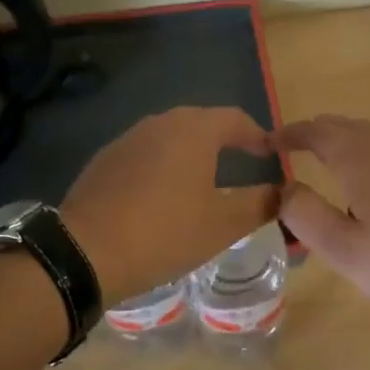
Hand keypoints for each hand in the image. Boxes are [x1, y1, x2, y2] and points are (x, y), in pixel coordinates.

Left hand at [62, 107, 280, 305]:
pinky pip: (144, 154)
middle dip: (223, 140)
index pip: (235, 119)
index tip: (269, 153)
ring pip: (169, 137)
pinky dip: (162, 166)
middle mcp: (159, 123)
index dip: (256, 135)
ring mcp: (127, 139)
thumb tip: (283, 192)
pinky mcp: (104, 160)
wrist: (86, 251)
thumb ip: (259, 204)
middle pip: (200, 123)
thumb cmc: (165, 232)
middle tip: (241, 162)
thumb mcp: (223, 225)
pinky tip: (162, 194)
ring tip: (203, 179)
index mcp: (193, 130)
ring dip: (191, 152)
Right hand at [274, 114, 369, 325]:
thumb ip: (306, 215)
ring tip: (321, 161)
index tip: (267, 144)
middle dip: (313, 133)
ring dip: (340, 139)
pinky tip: (366, 181)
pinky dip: (364, 150)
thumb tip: (282, 187)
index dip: (289, 134)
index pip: (317, 131)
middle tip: (290, 151)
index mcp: (362, 160)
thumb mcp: (345, 250)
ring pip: (368, 134)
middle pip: (344, 125)